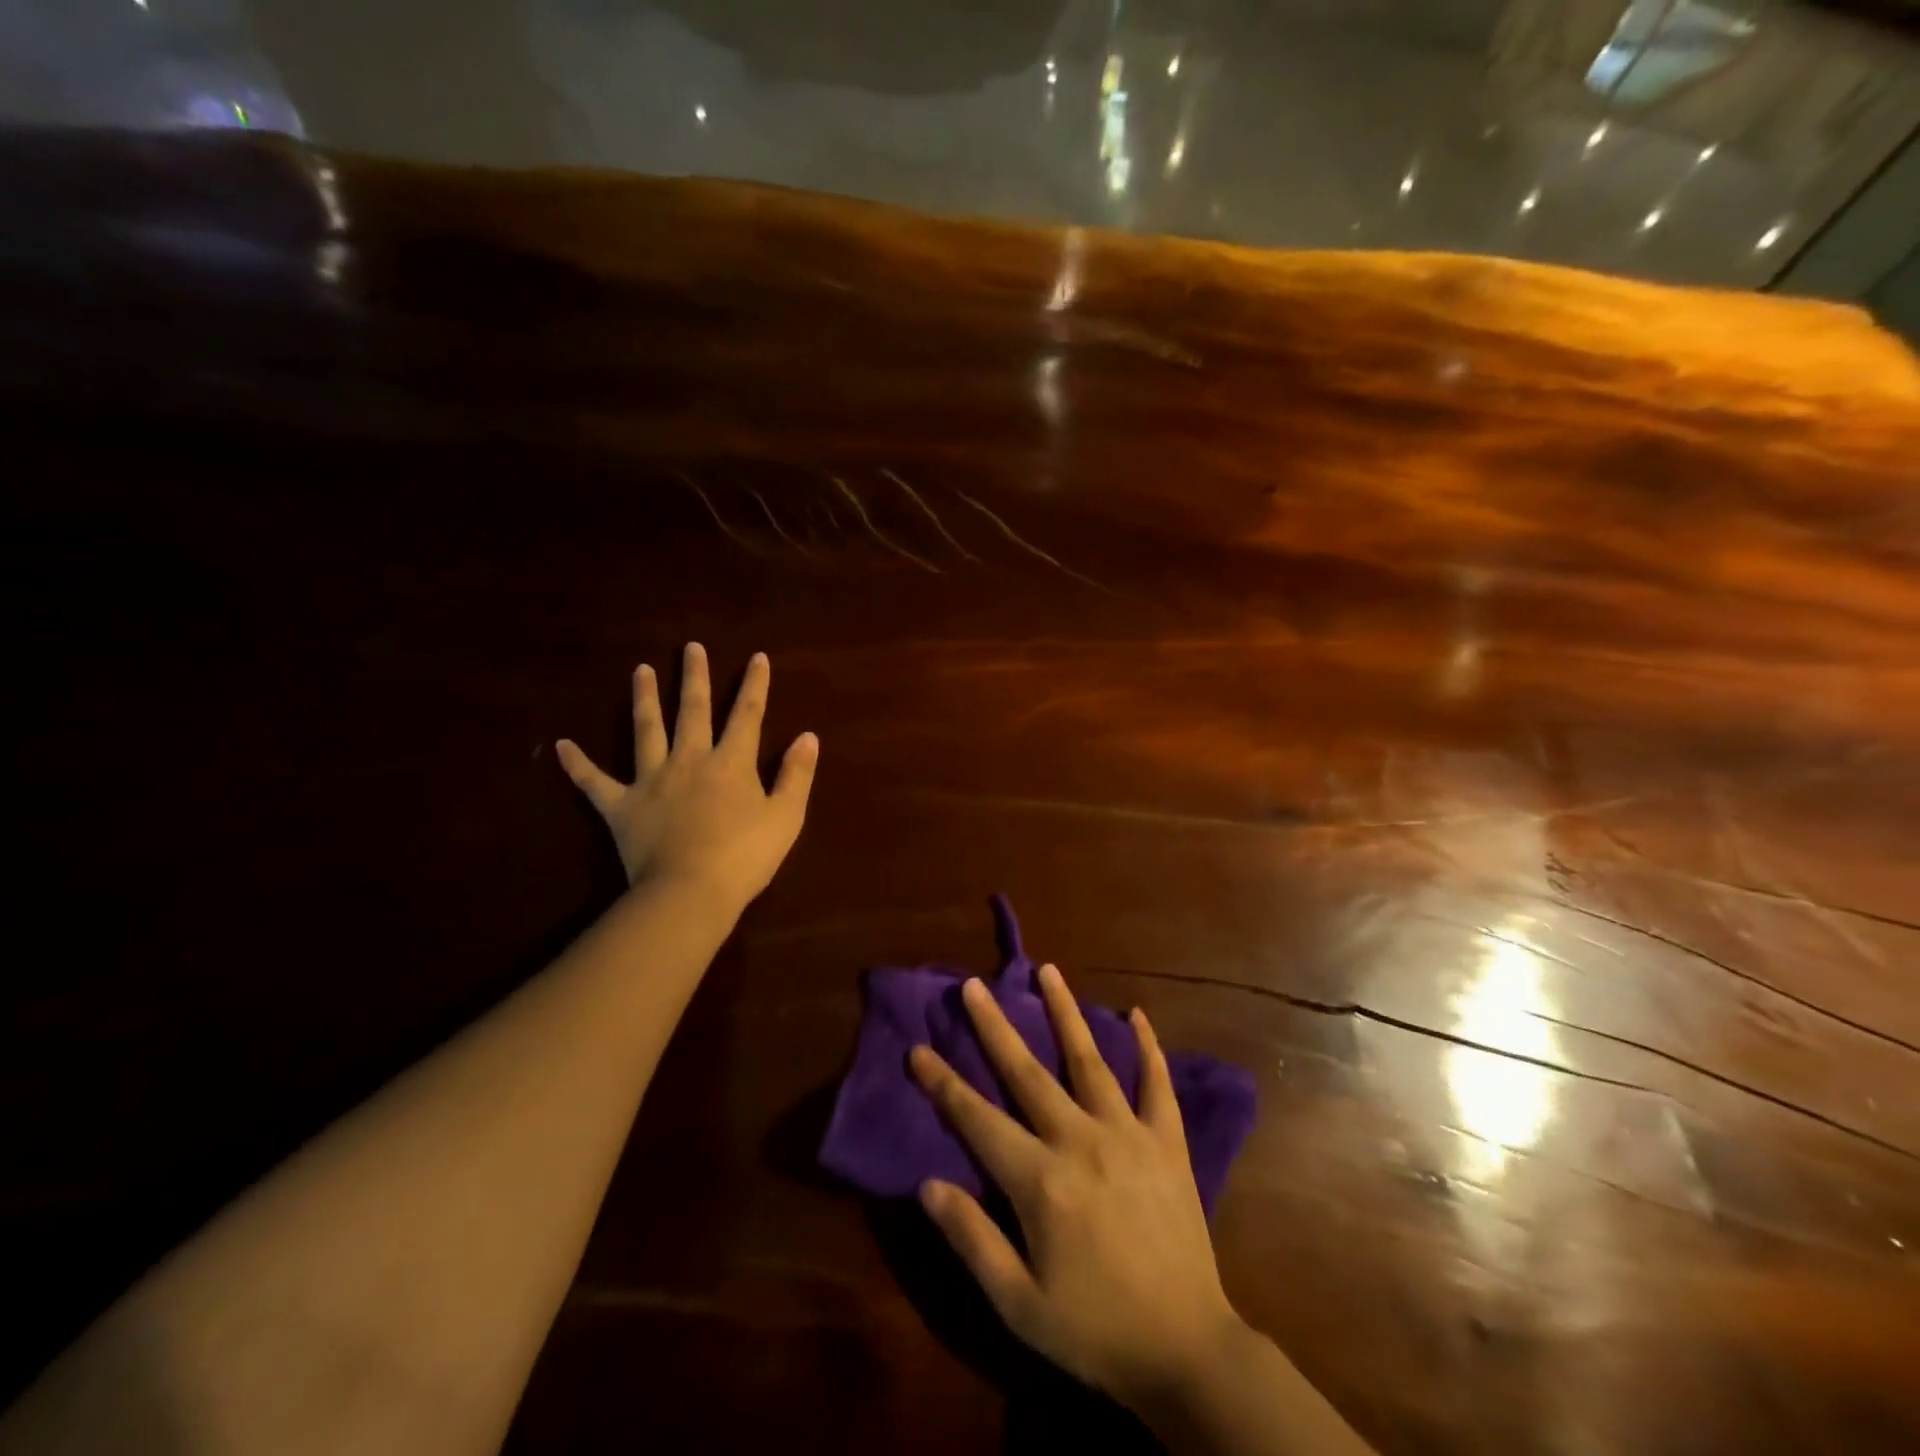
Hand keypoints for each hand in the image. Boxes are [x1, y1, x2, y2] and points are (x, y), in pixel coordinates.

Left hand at [555, 643, 817, 908]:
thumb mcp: (786, 816)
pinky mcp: (621, 806)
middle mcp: (690, 760)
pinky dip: (577, 764)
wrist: (690, 892)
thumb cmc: (745, 857)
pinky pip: (594, 782)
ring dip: (644, 699)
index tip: (757, 657)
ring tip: (641, 670)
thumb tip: (808, 736)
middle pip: (693, 711)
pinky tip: (561, 745)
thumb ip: (796, 774)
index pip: (747, 715)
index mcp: (731, 763)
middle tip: (690, 647)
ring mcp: (652, 780)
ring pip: (646, 730)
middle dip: (695, 677)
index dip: (754, 685)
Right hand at [910, 966, 1244, 1412]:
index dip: (944, 1084)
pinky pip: (1157, 1084)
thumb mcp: (1020, 1304)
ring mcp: (1128, 1135)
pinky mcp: (1168, 1143)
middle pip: (1027, 1072)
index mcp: (1040, 1180)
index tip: (917, 1048)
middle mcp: (1081, 1140)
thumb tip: (927, 1184)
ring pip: (1090, 1060)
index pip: (978, 1119)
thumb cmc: (1095, 1330)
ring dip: (1066, 1012)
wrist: (1188, 1352)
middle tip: (974, 984)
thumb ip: (972, 1239)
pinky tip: (1138, 1014)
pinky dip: (1148, 1047)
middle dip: (995, 1026)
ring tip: (1048, 970)